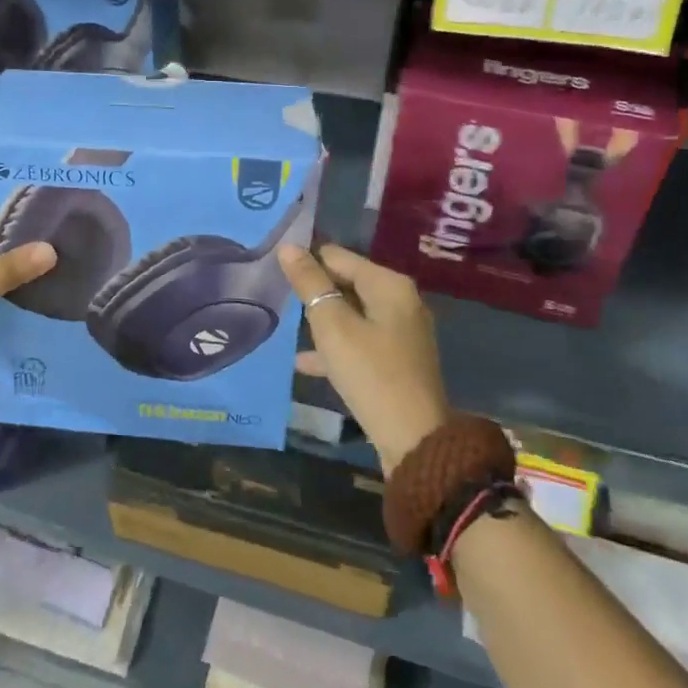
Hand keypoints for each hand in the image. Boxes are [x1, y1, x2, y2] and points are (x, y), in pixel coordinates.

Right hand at [277, 242, 450, 475]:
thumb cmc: (370, 373)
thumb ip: (310, 284)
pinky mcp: (396, 361)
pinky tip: (303, 362)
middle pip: (346, 282)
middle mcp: (400, 301)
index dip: (305, 260)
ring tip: (283, 323)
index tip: (273, 268)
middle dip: (313, 290)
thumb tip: (288, 247)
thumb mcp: (333, 325)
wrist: (414, 440)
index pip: (337, 256)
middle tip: (274, 294)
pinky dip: (334, 347)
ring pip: (350, 314)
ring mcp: (400, 332)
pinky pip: (358, 341)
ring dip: (320, 319)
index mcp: (389, 284)